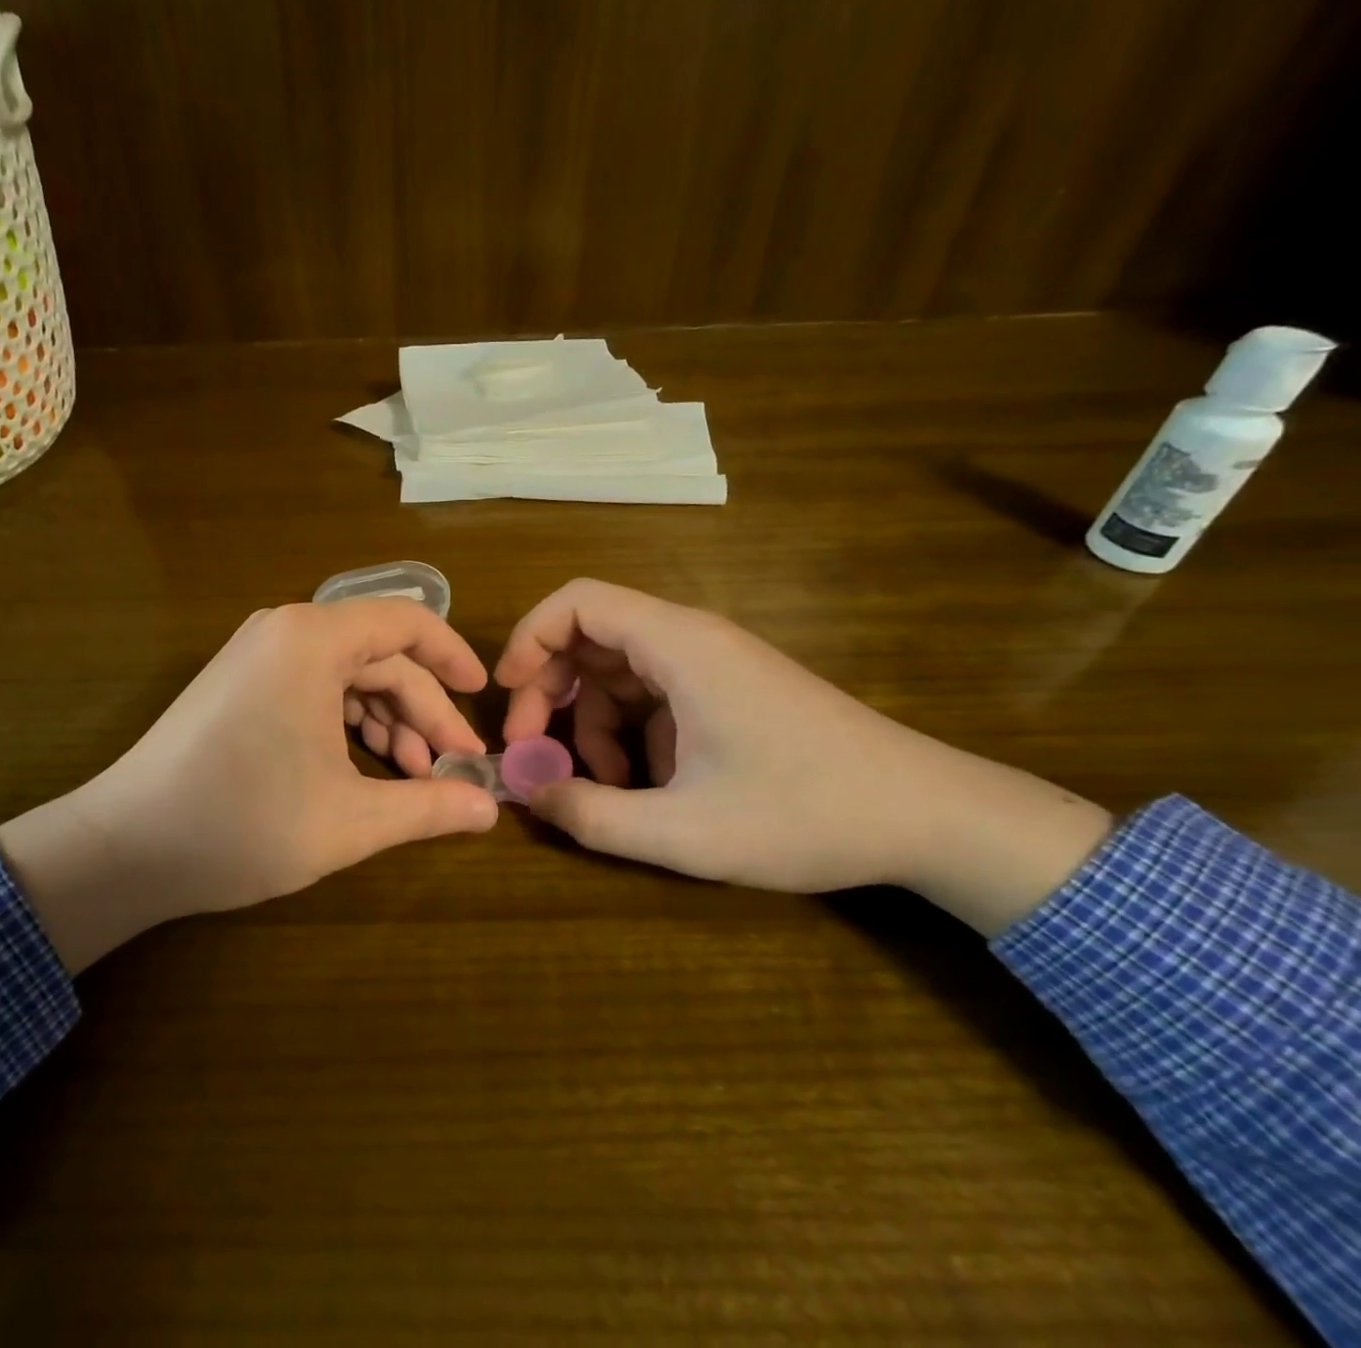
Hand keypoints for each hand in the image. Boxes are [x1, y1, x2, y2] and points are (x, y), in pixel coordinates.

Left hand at [0, 600, 498, 970]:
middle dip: (422, 709)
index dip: (453, 657)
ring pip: (348, 675)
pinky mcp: (242, 683)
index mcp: (313, 640)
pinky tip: (367, 767)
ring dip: (387, 720)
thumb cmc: (243, 824)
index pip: (407, 622)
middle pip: (379, 656)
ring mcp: (258, 655)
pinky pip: (314, 687)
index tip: (482, 699)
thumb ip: (429, 807)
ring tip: (413, 775)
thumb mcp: (350, 821)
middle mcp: (285, 631)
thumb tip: (492, 807)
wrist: (126, 847)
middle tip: (452, 765)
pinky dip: (348, 722)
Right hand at [495, 579, 1113, 934]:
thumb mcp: (686, 832)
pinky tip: (641, 785)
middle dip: (549, 691)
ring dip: (589, 723)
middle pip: (589, 636)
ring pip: (616, 671)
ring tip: (599, 786)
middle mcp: (690, 640)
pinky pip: (650, 695)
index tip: (506, 696)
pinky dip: (627, 733)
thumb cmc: (806, 814)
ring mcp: (710, 665)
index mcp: (679, 646)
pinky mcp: (724, 691)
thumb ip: (593, 816)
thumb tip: (528, 794)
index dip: (528, 639)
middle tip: (534, 754)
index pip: (577, 601)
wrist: (927, 817)